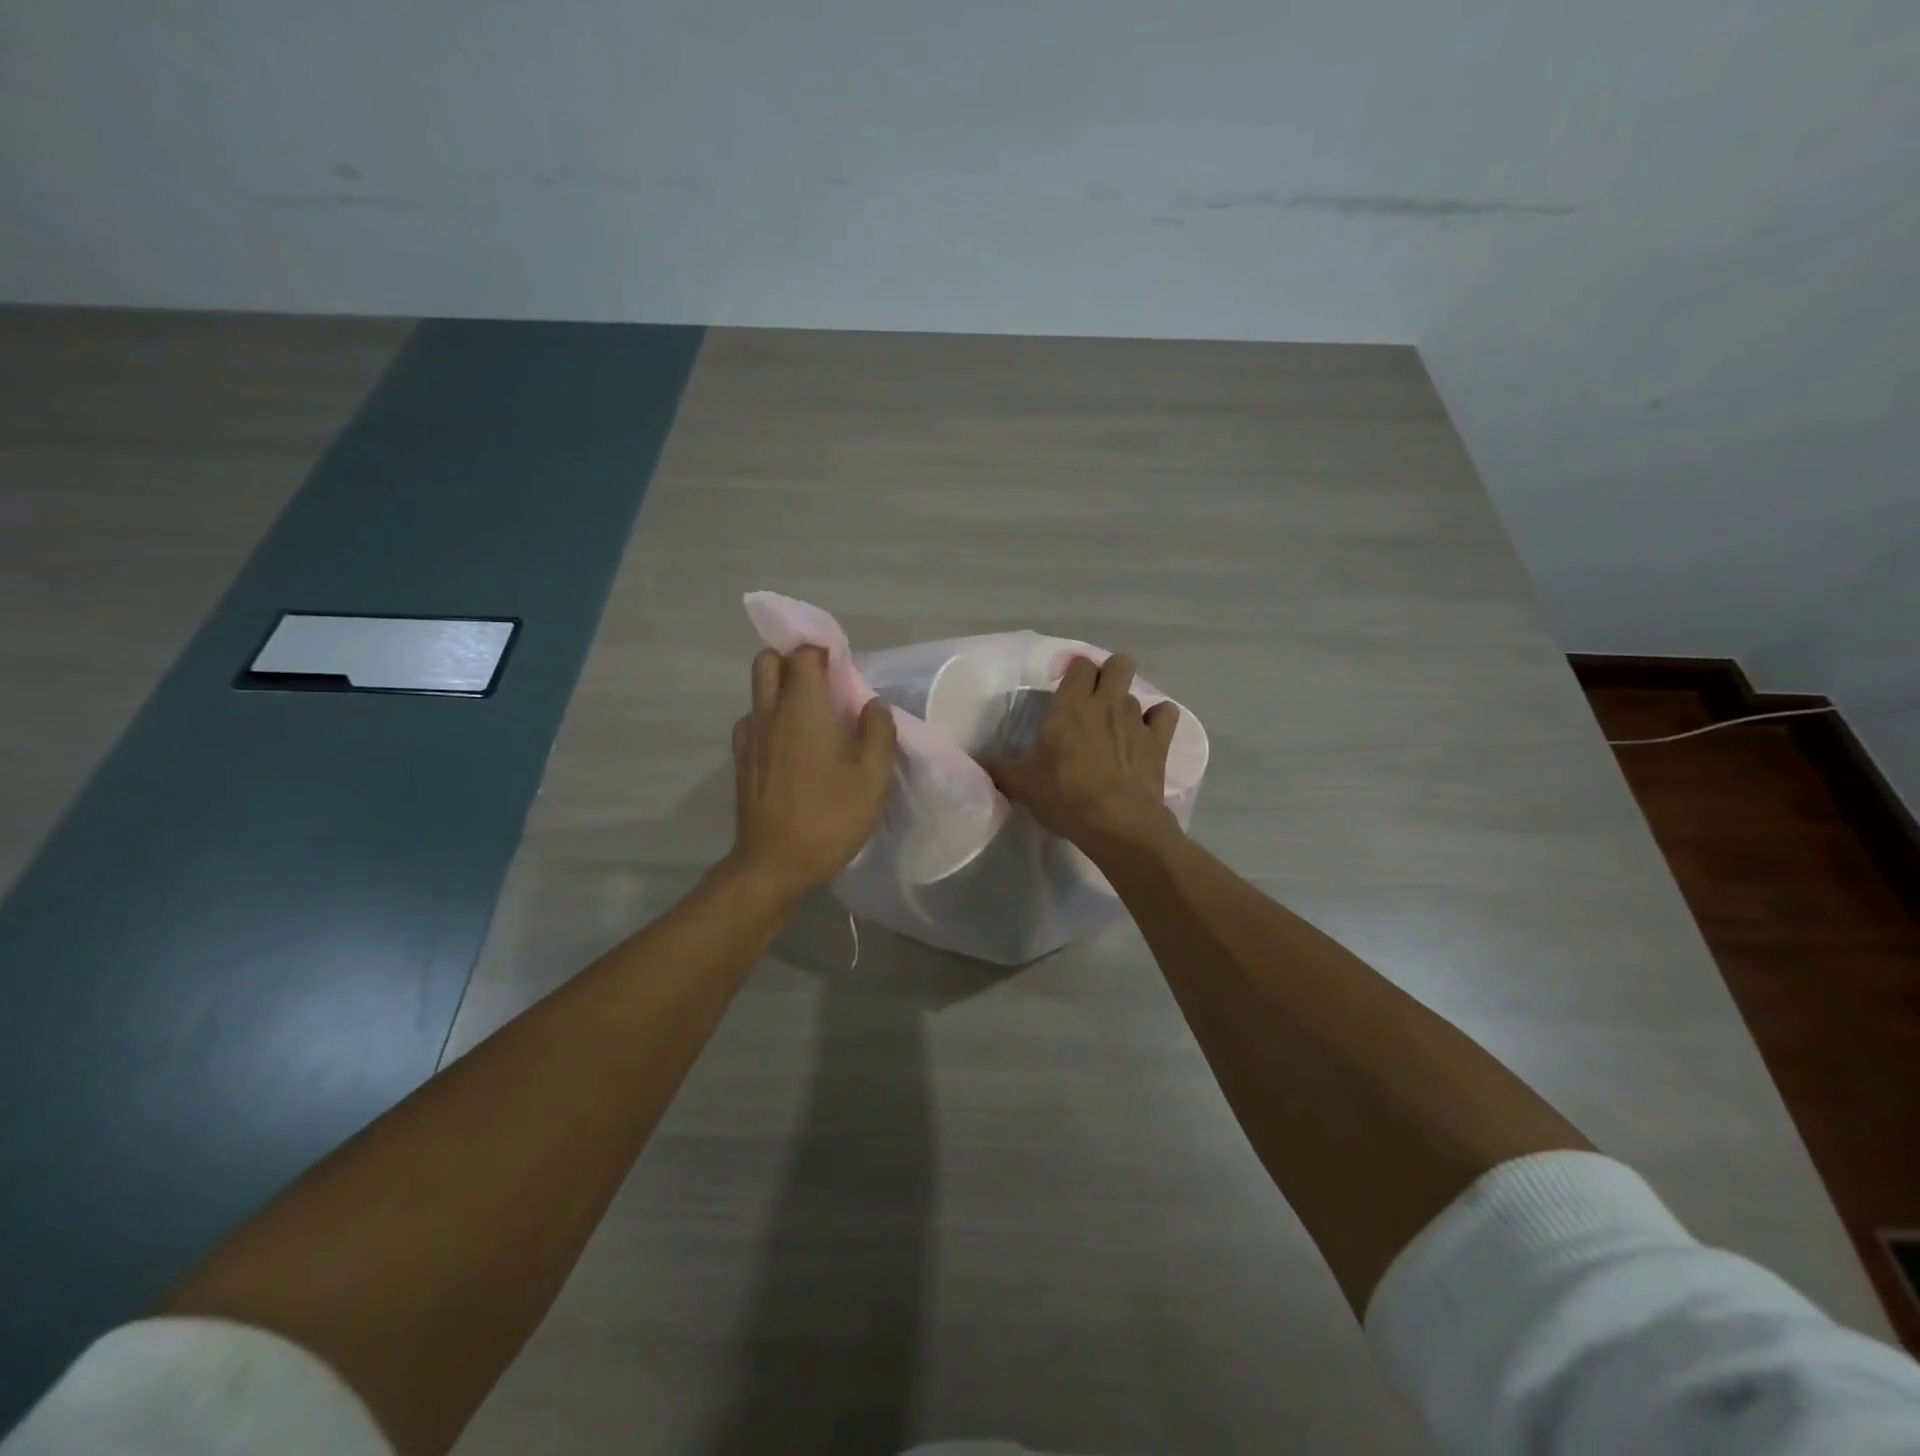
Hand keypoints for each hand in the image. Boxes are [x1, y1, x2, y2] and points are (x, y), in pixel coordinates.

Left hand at [727, 646, 897, 901]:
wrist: (774, 865)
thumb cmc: (829, 819)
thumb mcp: (872, 779)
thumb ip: (878, 733)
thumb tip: (873, 705)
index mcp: (802, 710)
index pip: (803, 654)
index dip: (823, 652)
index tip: (844, 671)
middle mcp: (768, 713)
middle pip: (768, 661)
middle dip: (794, 661)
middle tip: (824, 686)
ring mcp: (749, 737)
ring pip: (758, 691)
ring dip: (781, 690)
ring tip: (811, 720)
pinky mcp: (741, 760)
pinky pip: (753, 720)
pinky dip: (771, 719)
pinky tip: (792, 748)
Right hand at [986, 653, 1182, 862]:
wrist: (1116, 822)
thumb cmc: (1064, 795)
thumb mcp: (1021, 783)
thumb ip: (1000, 768)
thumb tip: (980, 763)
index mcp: (1070, 705)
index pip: (1079, 664)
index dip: (1074, 671)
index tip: (1065, 688)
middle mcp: (1106, 703)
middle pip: (1118, 663)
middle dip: (1109, 673)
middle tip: (1095, 698)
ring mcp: (1136, 720)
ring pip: (1137, 692)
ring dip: (1126, 703)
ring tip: (1115, 727)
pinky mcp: (1159, 742)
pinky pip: (1166, 714)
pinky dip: (1158, 719)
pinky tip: (1148, 733)